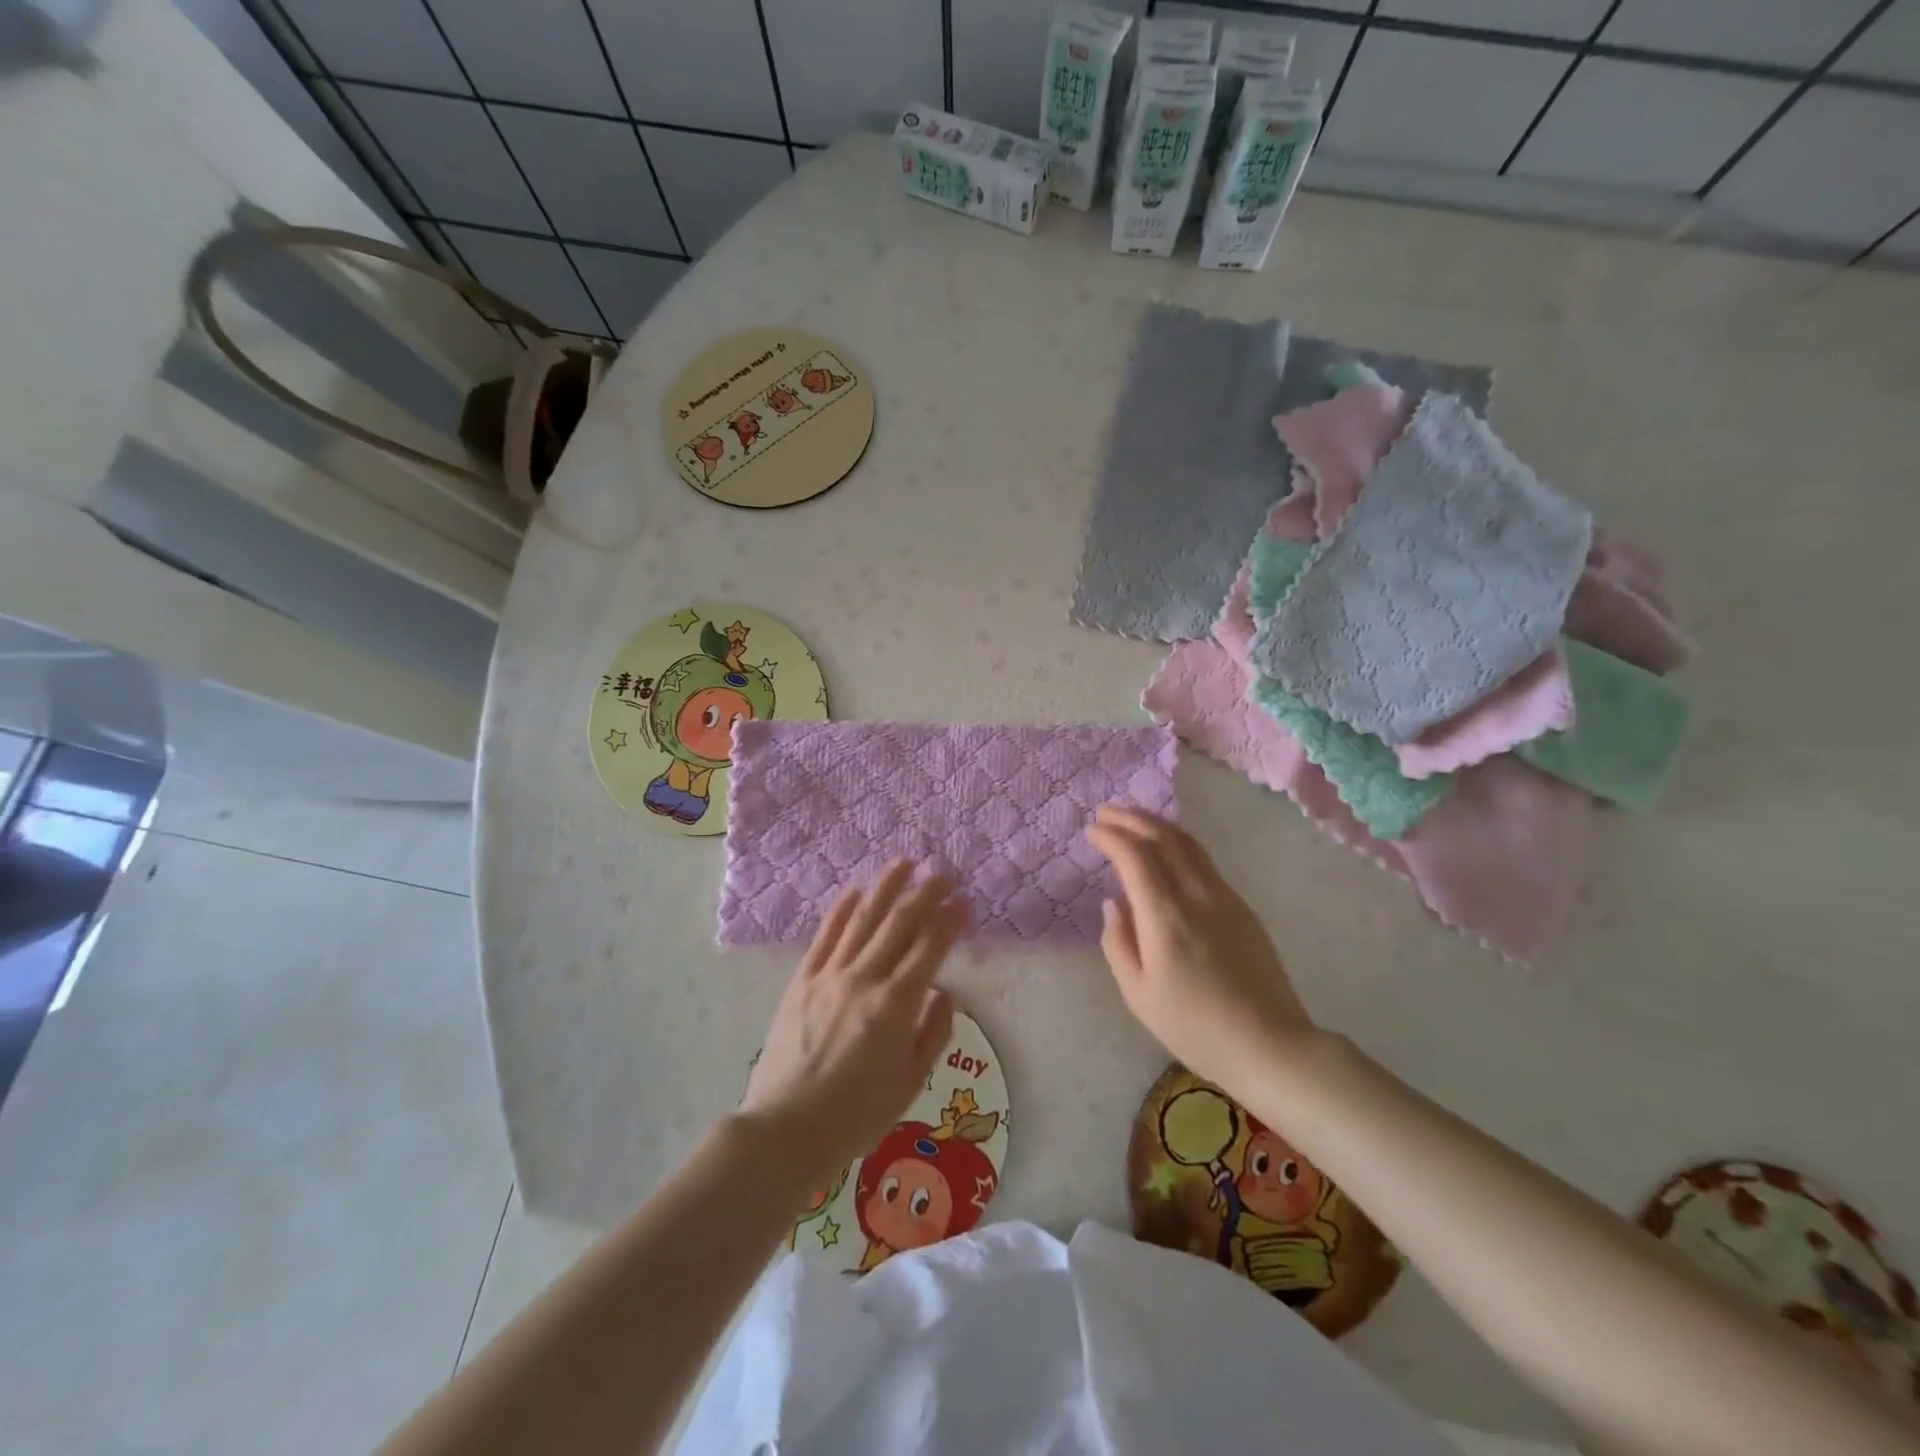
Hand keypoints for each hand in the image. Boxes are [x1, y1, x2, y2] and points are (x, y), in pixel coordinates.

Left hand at [740, 862, 967, 1188]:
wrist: (786, 1129)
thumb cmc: (857, 1115)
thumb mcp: (911, 1084)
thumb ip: (934, 1033)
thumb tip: (945, 993)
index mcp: (896, 1005)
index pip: (930, 948)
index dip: (951, 920)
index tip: (966, 902)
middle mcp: (864, 979)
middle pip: (899, 923)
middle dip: (925, 893)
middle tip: (943, 872)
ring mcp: (829, 975)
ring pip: (862, 918)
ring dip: (885, 887)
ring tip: (904, 862)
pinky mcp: (802, 980)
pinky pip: (825, 936)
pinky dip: (841, 910)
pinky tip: (854, 891)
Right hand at [1086, 806, 1315, 1090]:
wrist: (1269, 1045)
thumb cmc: (1194, 1027)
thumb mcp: (1138, 994)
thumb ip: (1118, 943)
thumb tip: (1114, 904)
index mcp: (1165, 915)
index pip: (1135, 856)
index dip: (1111, 836)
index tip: (1092, 830)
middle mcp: (1196, 895)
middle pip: (1164, 837)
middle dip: (1132, 818)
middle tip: (1107, 812)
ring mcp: (1224, 898)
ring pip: (1189, 844)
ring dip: (1158, 825)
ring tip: (1134, 821)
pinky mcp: (1242, 908)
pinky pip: (1204, 861)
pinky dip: (1179, 844)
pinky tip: (1168, 852)